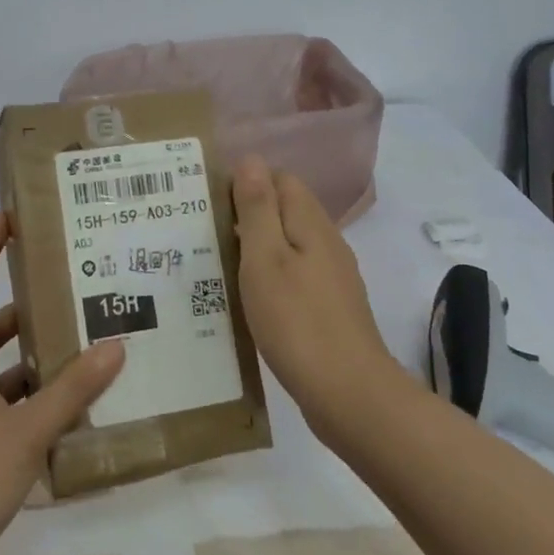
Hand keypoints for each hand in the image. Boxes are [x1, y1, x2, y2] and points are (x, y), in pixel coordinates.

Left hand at [0, 212, 124, 554]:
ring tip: (91, 354)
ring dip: (42, 370)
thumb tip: (114, 344)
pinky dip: (43, 416)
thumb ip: (69, 392)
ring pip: (8, 384)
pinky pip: (15, 424)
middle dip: (25, 313)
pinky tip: (80, 420)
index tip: (7, 217)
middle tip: (72, 294)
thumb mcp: (21, 434)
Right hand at [233, 156, 397, 433]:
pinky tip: (248, 300)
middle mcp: (327, 244)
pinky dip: (270, 278)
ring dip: (256, 249)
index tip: (210, 205)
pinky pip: (295, 276)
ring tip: (218, 266)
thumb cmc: (297, 322)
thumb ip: (258, 209)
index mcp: (312, 224)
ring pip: (289, 245)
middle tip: (204, 236)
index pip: (281, 180)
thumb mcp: (265, 260)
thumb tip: (250, 159)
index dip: (246, 183)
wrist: (349, 394)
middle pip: (286, 211)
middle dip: (247, 216)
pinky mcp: (330, 309)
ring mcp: (332, 278)